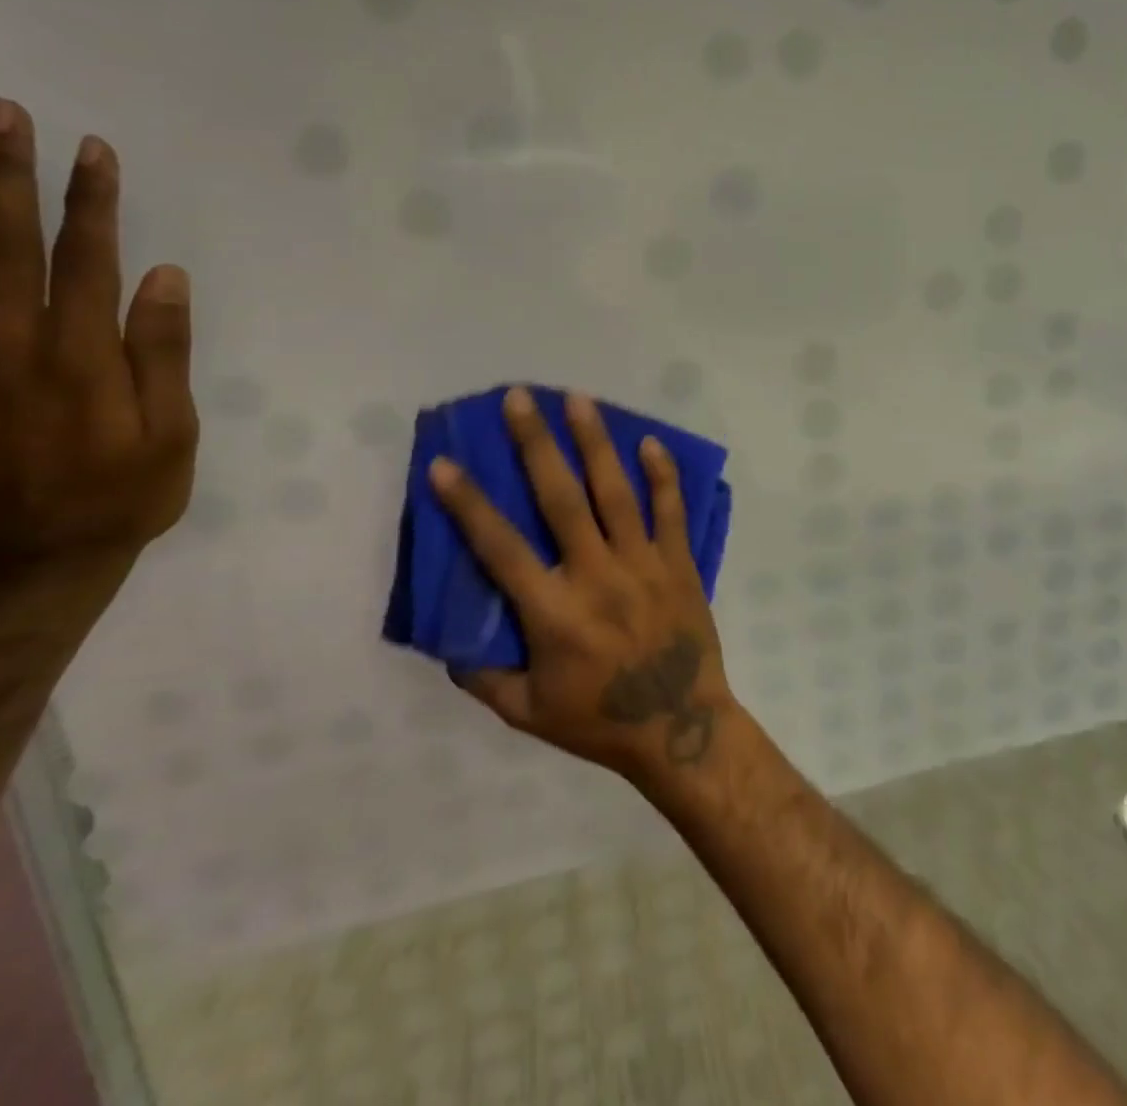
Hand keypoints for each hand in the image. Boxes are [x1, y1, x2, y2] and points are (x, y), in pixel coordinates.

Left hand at [0, 97, 197, 575]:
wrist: (37, 558)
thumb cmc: (127, 494)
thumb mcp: (172, 433)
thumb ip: (163, 353)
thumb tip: (164, 277)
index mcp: (78, 361)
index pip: (82, 260)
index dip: (89, 202)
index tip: (93, 151)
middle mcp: (8, 348)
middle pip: (3, 245)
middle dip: (9, 175)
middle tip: (6, 115)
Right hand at [430, 386, 738, 784]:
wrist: (682, 728)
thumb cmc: (600, 722)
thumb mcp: (527, 713)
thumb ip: (483, 678)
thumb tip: (449, 643)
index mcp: (553, 613)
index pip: (501, 548)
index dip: (469, 506)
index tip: (444, 464)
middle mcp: (596, 576)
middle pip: (561, 499)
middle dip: (537, 444)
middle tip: (520, 398)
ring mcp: (642, 565)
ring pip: (616, 493)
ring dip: (595, 443)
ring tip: (579, 400)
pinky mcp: (678, 564)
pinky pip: (670, 511)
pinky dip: (662, 476)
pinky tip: (650, 442)